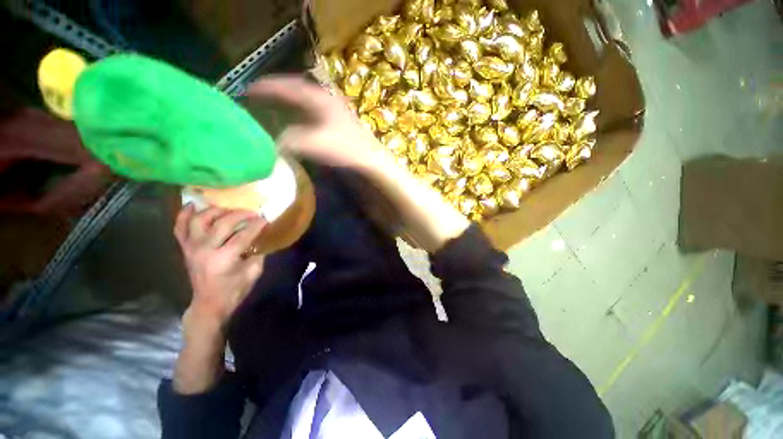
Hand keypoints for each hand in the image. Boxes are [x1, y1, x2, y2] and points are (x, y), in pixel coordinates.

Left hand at [174, 204, 266, 327]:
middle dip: (241, 214)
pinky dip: (184, 215)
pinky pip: (180, 228)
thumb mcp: (253, 272)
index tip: (266, 219)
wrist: (209, 303)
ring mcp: (192, 247)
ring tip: (227, 209)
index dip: (257, 225)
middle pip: (223, 223)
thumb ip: (258, 253)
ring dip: (215, 211)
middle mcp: (205, 249)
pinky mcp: (185, 248)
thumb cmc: (234, 290)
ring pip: (199, 220)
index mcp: (224, 258)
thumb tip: (261, 236)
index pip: (244, 235)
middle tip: (252, 213)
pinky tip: (193, 205)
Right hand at [247, 76, 389, 169]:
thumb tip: (272, 142)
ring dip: (288, 105)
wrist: (371, 161)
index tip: (248, 89)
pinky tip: (296, 127)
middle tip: (257, 97)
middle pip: (297, 92)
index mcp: (320, 99)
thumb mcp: (315, 143)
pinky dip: (300, 119)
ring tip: (272, 109)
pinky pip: (313, 118)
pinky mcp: (338, 127)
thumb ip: (290, 140)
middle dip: (277, 93)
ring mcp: (334, 114)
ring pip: (305, 105)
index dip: (267, 86)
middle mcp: (327, 102)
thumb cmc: (347, 149)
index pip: (289, 86)